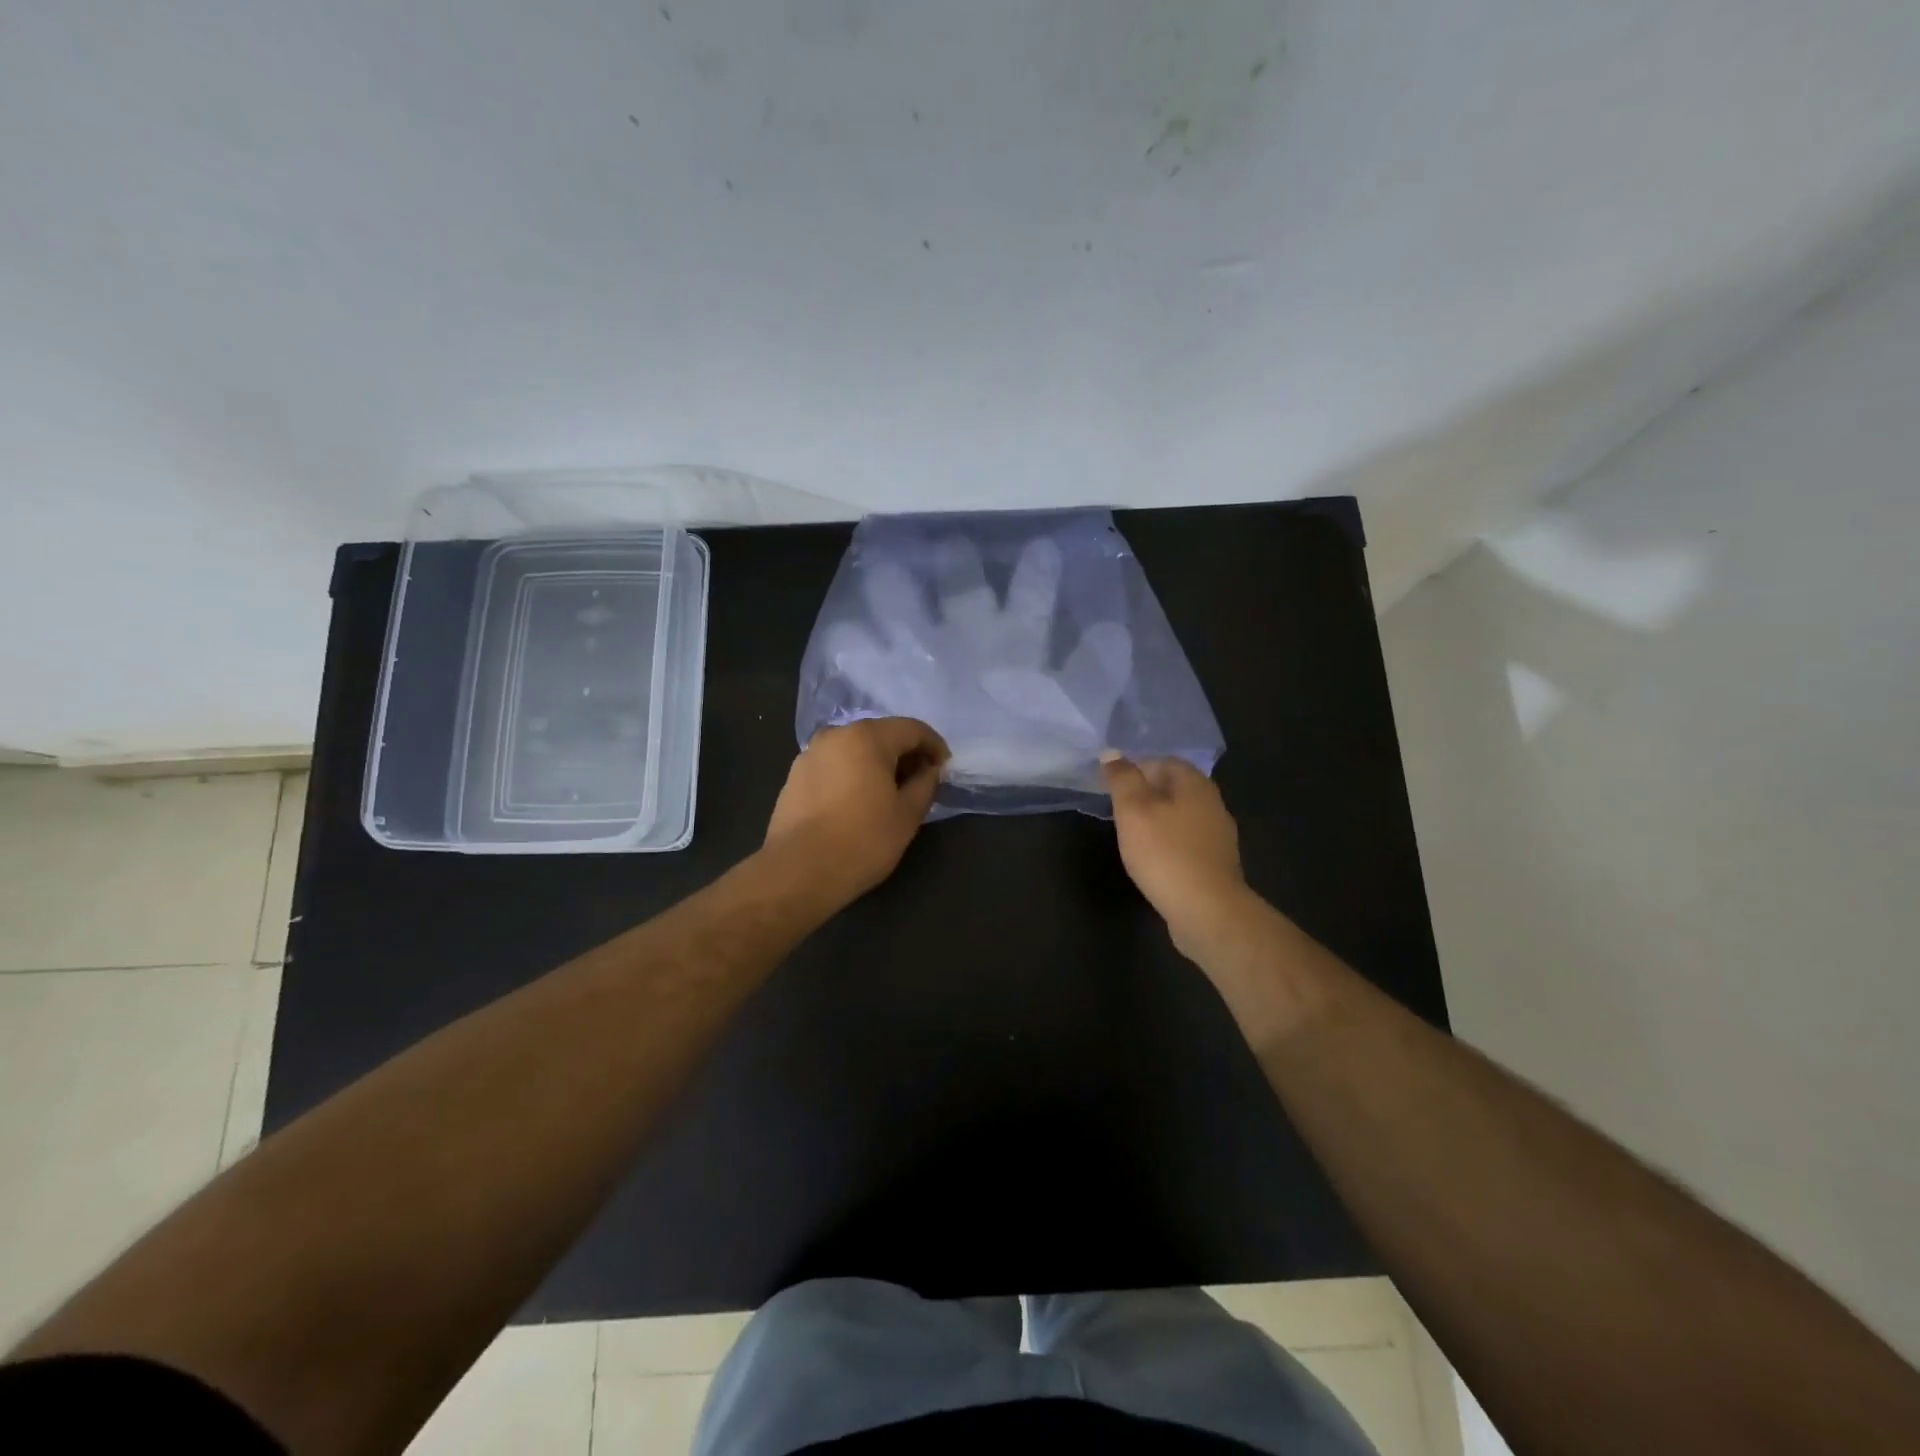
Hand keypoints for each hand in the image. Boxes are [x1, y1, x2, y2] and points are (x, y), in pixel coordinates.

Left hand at [764, 718, 950, 906]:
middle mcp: (836, 735)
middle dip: (905, 754)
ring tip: (890, 794)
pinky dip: (853, 774)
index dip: (934, 746)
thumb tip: (930, 770)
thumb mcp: (907, 815)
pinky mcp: (795, 776)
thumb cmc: (862, 841)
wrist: (798, 872)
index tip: (944, 769)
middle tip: (921, 782)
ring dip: (878, 764)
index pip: (912, 729)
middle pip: (881, 735)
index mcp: (867, 737)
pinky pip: (835, 765)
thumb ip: (926, 784)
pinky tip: (859, 802)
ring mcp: (810, 754)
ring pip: (855, 749)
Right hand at [1101, 754, 1251, 956]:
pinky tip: (1155, 860)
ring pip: (1181, 815)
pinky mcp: (1217, 863)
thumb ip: (1122, 778)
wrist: (1207, 910)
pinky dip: (1169, 843)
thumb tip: (1112, 753)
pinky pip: (1187, 841)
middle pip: (1174, 788)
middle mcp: (1212, 802)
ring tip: (1133, 836)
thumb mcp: (1133, 809)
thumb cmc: (1165, 853)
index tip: (1112, 788)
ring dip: (1158, 820)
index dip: (1135, 769)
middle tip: (1119, 812)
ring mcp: (1218, 835)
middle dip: (1146, 795)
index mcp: (1194, 783)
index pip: (1162, 761)